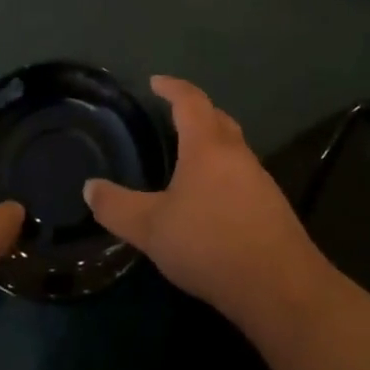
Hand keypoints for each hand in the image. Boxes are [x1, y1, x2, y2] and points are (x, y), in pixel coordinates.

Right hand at [84, 76, 329, 335]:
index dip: (172, 87)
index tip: (156, 82)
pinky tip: (211, 199)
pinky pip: (242, 174)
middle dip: (195, 111)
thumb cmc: (210, 244)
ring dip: (212, 143)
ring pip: (232, 148)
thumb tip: (89, 188)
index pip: (190, 101)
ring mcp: (259, 179)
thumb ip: (117, 208)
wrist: (280, 287)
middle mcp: (236, 153)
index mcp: (207, 146)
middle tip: (173, 115)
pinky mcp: (272, 207)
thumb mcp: (152, 229)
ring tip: (188, 158)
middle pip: (217, 118)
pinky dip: (223, 173)